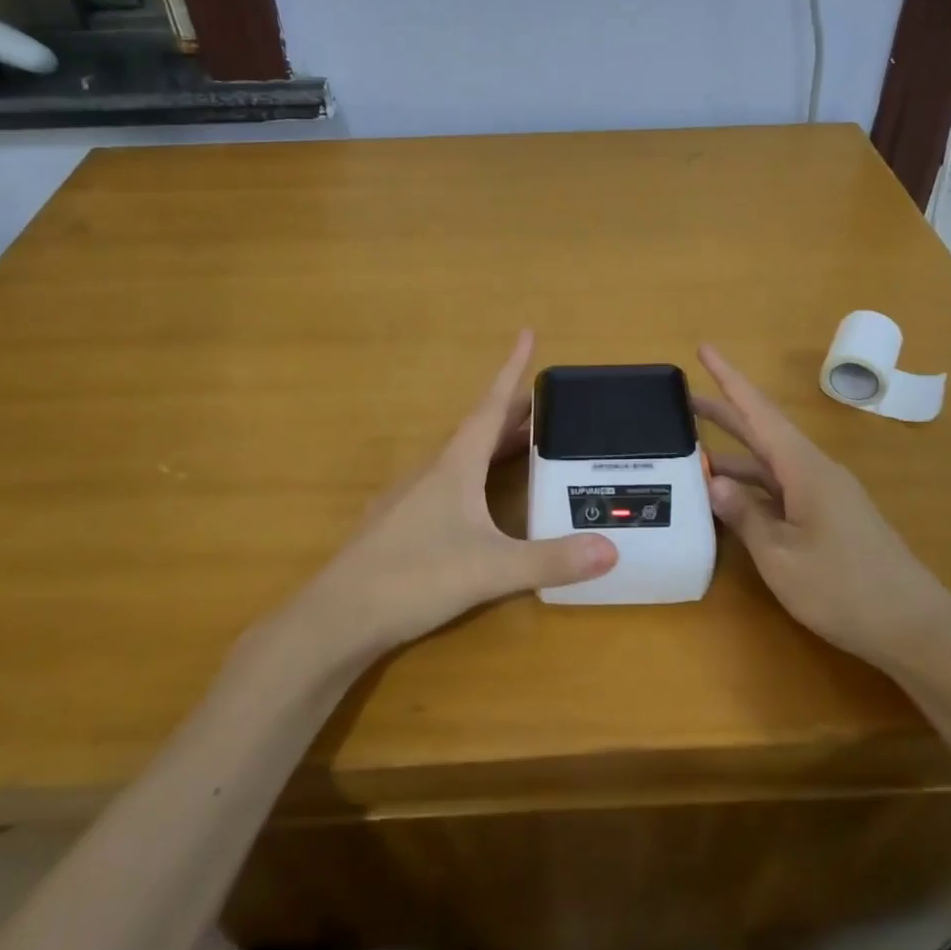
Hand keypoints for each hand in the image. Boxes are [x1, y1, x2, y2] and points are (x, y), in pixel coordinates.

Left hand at [299, 332, 617, 656]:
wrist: (338, 616)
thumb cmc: (415, 577)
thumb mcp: (491, 569)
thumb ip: (550, 560)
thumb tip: (612, 549)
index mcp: (455, 465)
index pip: (490, 406)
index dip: (511, 369)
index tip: (526, 332)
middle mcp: (433, 470)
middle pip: (480, 428)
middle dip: (514, 411)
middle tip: (548, 403)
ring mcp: (412, 496)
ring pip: (462, 455)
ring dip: (494, 441)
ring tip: (523, 443)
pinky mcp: (401, 522)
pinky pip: (448, 480)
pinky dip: (475, 472)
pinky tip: (480, 496)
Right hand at [693, 344, 950, 667]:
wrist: (915, 628)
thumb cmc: (845, 588)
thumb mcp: (781, 556)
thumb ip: (744, 515)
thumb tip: (714, 480)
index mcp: (804, 468)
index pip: (758, 411)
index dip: (729, 378)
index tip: (704, 348)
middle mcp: (814, 471)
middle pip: (762, 431)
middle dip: (723, 412)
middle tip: (682, 400)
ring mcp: (824, 495)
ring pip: (770, 463)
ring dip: (734, 455)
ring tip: (692, 454)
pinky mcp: (829, 519)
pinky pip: (781, 489)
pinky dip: (751, 487)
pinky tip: (729, 500)